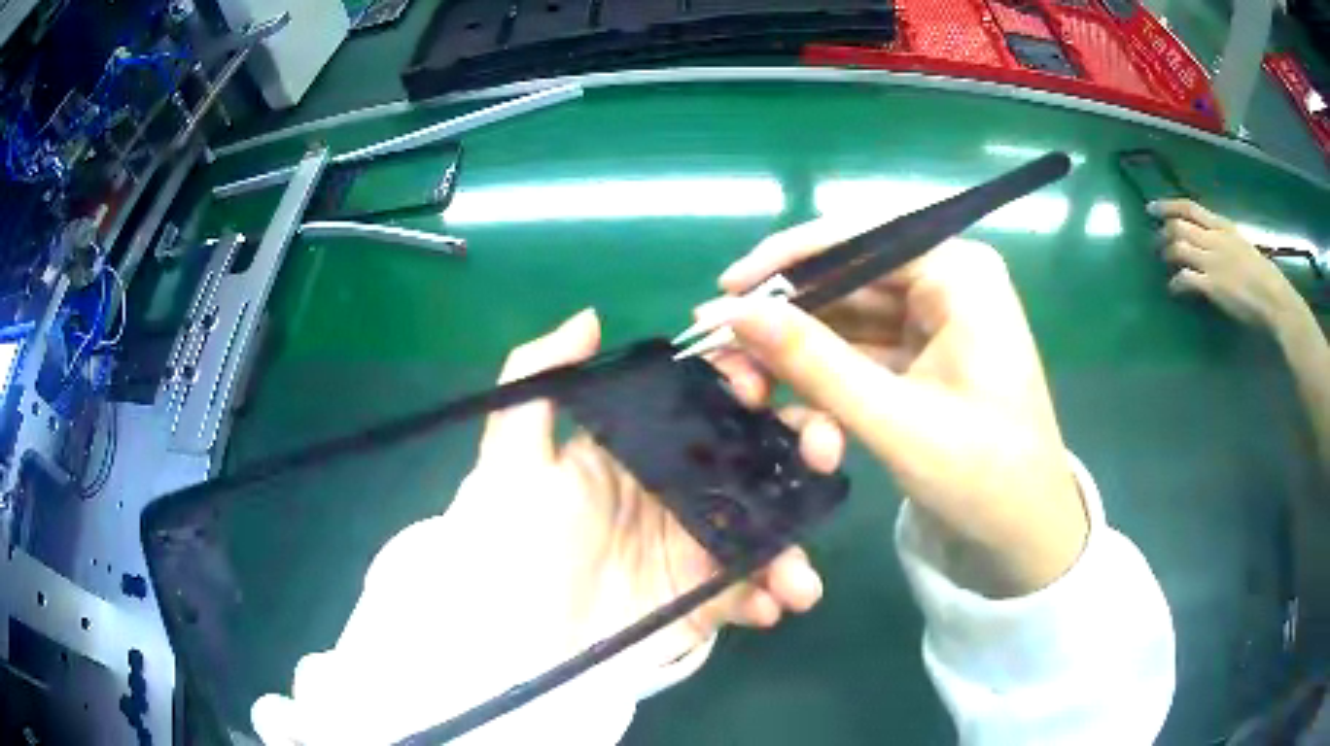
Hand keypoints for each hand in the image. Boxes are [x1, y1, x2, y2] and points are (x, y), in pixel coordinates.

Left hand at [437, 309, 829, 669]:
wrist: (514, 643)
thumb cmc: (512, 544)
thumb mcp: (510, 457)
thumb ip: (539, 379)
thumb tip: (590, 318)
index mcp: (641, 450)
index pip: (705, 401)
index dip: (742, 383)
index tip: (759, 385)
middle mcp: (678, 491)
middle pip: (755, 456)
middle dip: (800, 447)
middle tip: (822, 452)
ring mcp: (697, 547)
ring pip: (769, 525)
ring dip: (797, 541)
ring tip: (799, 575)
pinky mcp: (704, 599)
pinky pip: (754, 590)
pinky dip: (774, 595)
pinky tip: (772, 605)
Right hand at [696, 218, 1087, 596]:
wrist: (1022, 536)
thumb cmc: (982, 476)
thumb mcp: (894, 420)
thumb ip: (813, 362)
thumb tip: (732, 311)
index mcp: (959, 273)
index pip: (859, 237)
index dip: (786, 260)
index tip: (725, 288)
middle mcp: (947, 281)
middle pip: (848, 278)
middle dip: (789, 321)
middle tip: (723, 350)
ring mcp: (935, 318)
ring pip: (848, 318)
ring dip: (803, 358)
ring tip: (750, 390)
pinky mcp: (923, 354)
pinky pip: (862, 351)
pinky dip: (827, 380)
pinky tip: (800, 412)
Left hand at [1151, 199, 1306, 334]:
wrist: (1273, 298)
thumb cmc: (1264, 275)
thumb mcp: (1242, 245)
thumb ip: (1224, 240)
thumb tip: (1208, 241)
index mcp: (1223, 226)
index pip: (1189, 207)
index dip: (1167, 206)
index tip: (1152, 208)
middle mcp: (1215, 238)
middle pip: (1179, 226)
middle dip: (1162, 232)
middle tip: (1155, 242)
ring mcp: (1212, 261)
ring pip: (1178, 248)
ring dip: (1166, 254)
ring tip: (1163, 262)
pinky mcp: (1212, 286)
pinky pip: (1185, 278)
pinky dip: (1175, 283)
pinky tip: (1173, 289)